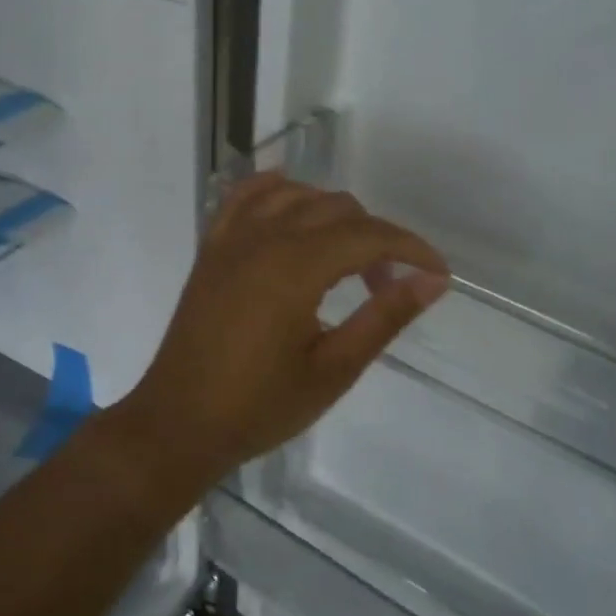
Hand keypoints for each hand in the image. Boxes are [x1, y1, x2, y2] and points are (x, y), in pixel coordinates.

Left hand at [117, 174, 448, 481]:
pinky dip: (276, 191)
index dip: (412, 248)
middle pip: (337, 209)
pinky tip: (293, 206)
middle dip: (375, 237)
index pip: (369, 235)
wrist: (179, 424)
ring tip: (346, 258)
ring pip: (296, 195)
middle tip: (386, 285)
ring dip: (332, 214)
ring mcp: (232, 239)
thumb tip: (432, 281)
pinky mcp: (212, 249)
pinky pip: (245, 197)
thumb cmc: (260, 406)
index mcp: (296, 267)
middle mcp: (264, 239)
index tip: (437, 273)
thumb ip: (384, 317)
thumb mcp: (334, 370)